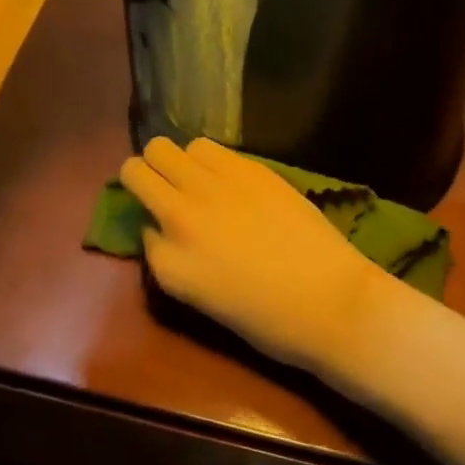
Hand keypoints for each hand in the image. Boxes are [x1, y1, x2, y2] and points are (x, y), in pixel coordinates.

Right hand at [120, 137, 388, 376]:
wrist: (330, 300)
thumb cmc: (267, 318)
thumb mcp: (199, 297)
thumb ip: (169, 256)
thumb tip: (159, 225)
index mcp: (170, 261)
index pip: (134, 218)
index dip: (145, 215)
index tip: (160, 224)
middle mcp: (182, 213)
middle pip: (140, 165)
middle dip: (146, 172)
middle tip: (164, 188)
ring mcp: (215, 185)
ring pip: (172, 146)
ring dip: (177, 161)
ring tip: (198, 180)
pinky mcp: (248, 168)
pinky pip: (208, 146)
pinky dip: (208, 158)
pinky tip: (227, 176)